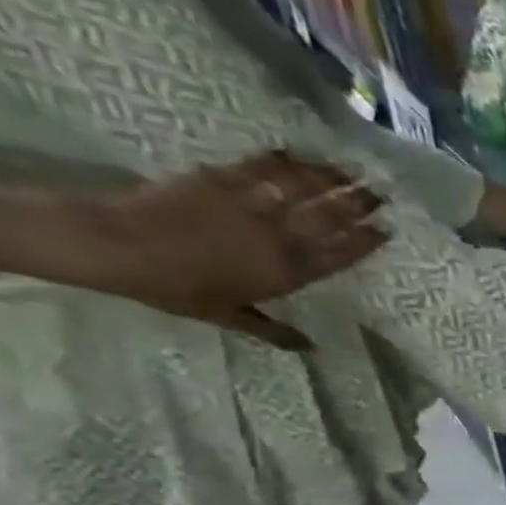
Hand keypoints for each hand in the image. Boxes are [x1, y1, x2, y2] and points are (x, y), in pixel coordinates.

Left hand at [83, 151, 386, 349]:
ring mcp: (251, 205)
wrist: (118, 247)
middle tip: (380, 193)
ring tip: (350, 169)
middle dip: (358, 203)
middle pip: (330, 216)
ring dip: (329, 177)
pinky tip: (297, 154)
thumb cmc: (177, 289)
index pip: (340, 254)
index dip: (366, 241)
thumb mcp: (229, 316)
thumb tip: (311, 350)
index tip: (387, 230)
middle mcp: (280, 237)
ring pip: (302, 187)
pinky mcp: (220, 179)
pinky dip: (281, 160)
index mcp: (288, 272)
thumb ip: (274, 331)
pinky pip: (259, 167)